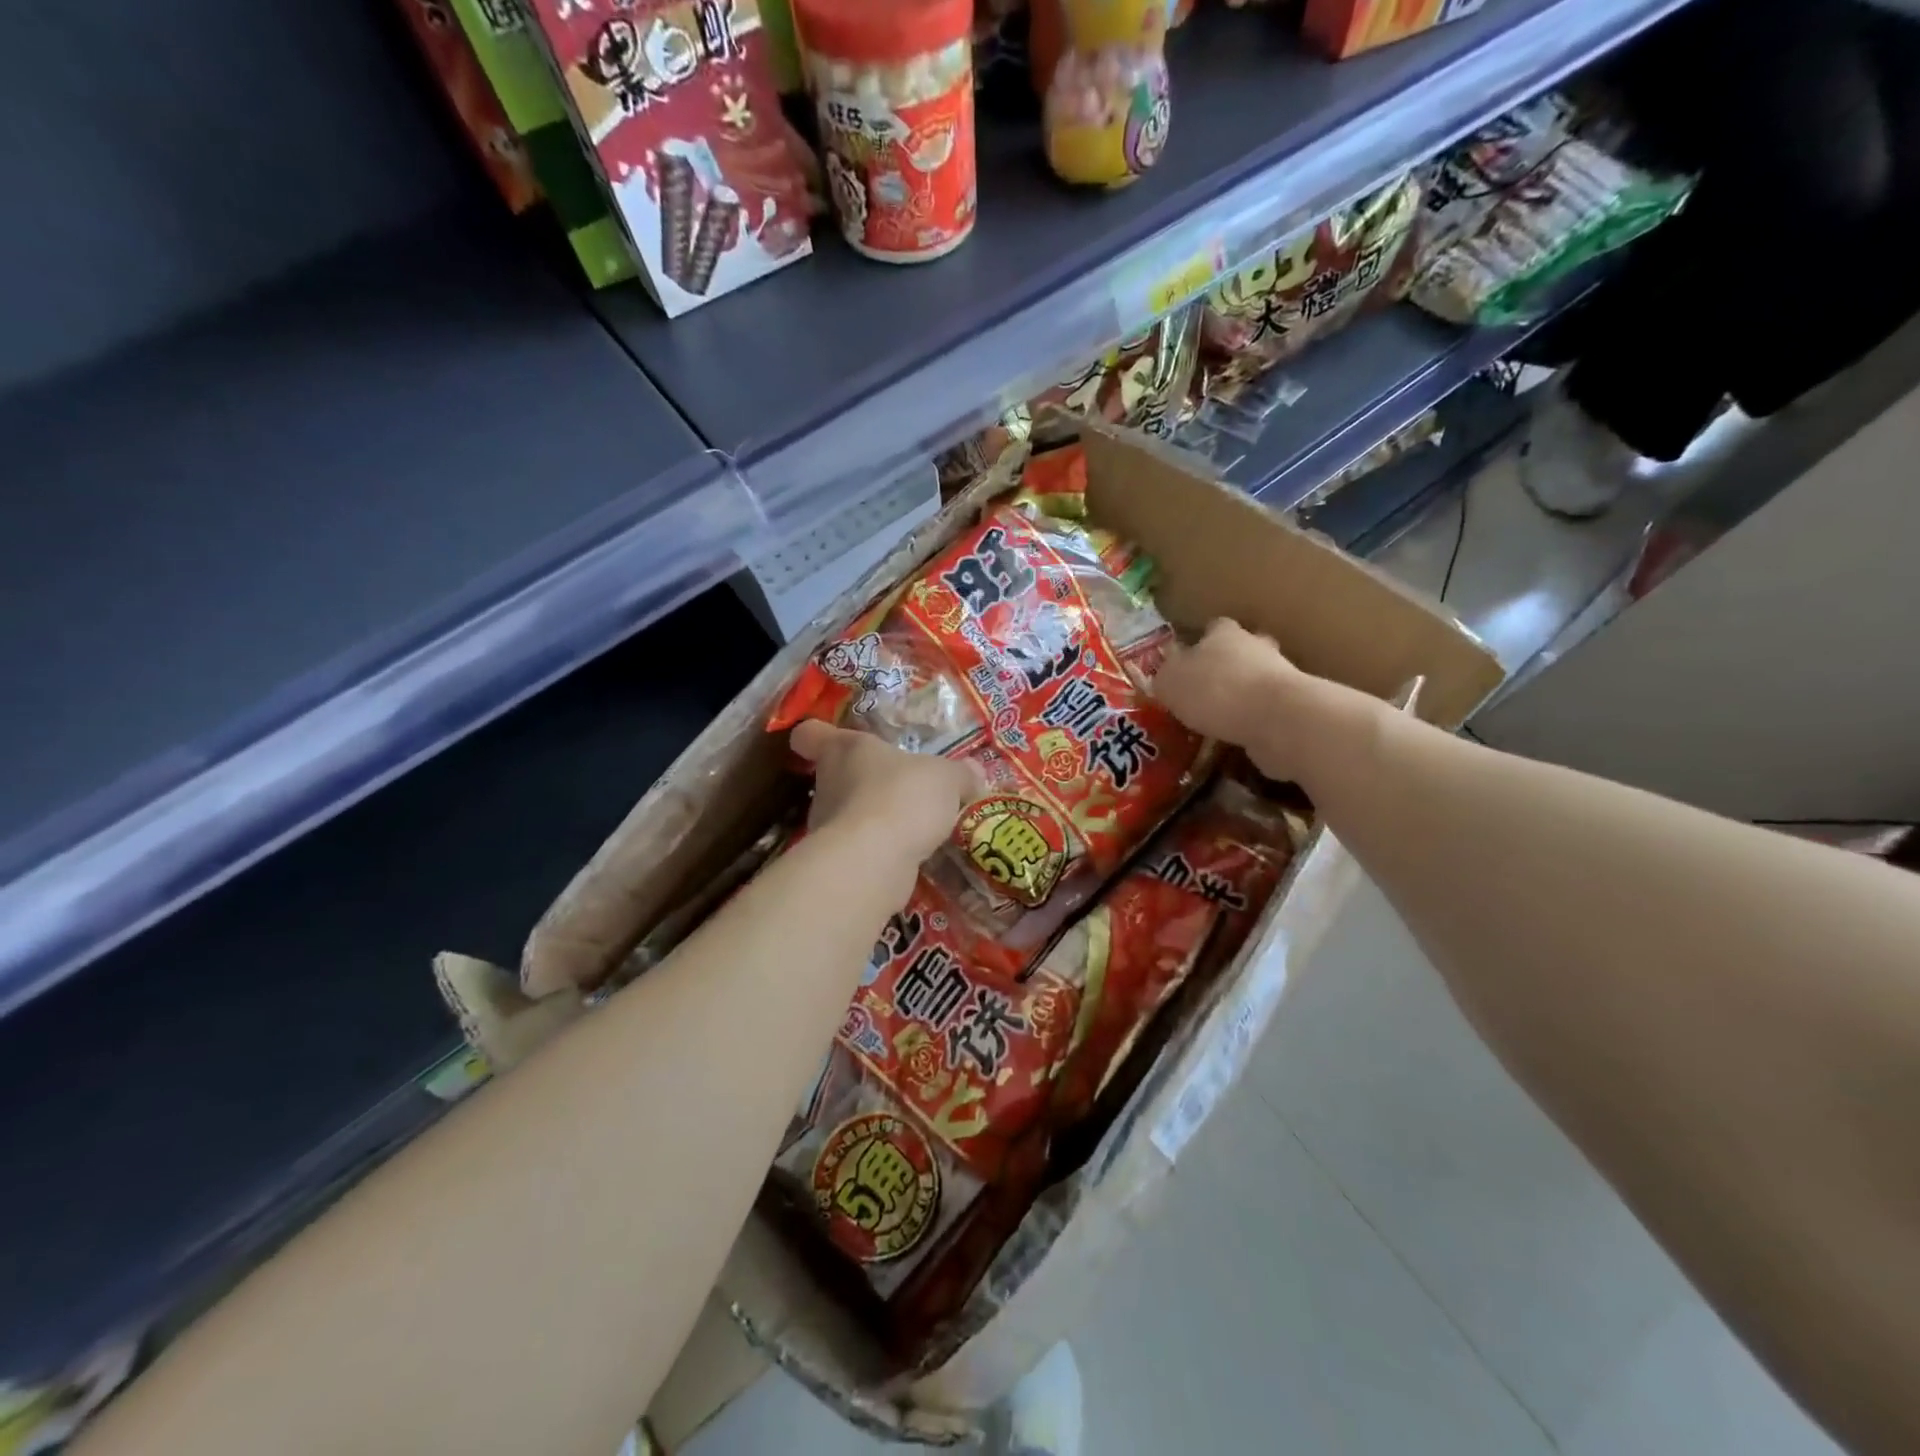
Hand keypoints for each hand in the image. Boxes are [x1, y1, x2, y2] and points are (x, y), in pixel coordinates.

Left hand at [791, 720, 976, 861]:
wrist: (875, 861)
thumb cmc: (902, 797)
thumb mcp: (946, 778)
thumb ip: (960, 774)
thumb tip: (974, 772)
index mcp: (844, 749)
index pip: (811, 734)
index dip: (818, 733)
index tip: (830, 737)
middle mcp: (828, 784)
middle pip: (837, 776)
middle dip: (867, 782)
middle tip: (901, 787)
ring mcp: (829, 826)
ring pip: (851, 815)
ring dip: (878, 819)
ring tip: (915, 826)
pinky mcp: (840, 862)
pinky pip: (865, 849)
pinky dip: (884, 852)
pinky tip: (914, 855)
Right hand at [1153, 619, 1311, 780]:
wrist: (1276, 718)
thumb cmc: (1215, 691)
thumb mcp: (1170, 682)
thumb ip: (1166, 676)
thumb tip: (1167, 675)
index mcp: (1224, 634)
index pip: (1213, 627)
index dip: (1201, 642)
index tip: (1188, 660)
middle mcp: (1256, 647)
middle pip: (1241, 650)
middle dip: (1226, 667)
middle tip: (1205, 690)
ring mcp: (1280, 676)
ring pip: (1256, 681)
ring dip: (1242, 696)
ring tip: (1219, 720)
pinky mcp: (1293, 706)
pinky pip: (1267, 710)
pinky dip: (1254, 721)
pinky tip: (1237, 738)